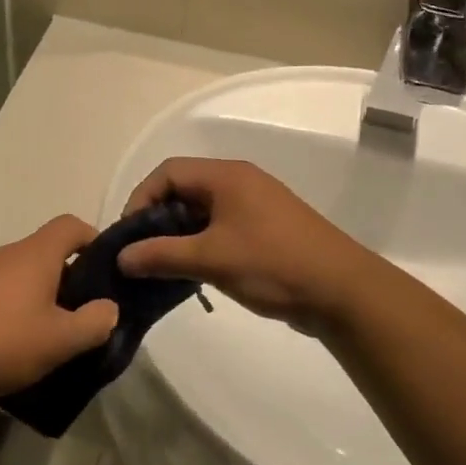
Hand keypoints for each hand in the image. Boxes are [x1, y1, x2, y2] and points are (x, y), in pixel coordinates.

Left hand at [0, 216, 118, 398]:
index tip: (105, 271)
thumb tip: (109, 308)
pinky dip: (14, 306)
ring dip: (40, 294)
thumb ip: (94, 323)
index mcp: (36, 254)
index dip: (93, 240)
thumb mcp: (60, 340)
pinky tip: (13, 340)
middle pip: (47, 251)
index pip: (71, 225)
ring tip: (48, 332)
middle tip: (81, 313)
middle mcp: (8, 253)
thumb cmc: (4, 341)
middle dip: (69, 277)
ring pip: (22, 273)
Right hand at [116, 158, 366, 332]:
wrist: (343, 292)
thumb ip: (161, 255)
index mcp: (226, 176)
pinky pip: (219, 227)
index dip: (140, 199)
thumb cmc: (273, 264)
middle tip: (142, 254)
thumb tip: (121, 258)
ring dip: (177, 235)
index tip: (129, 236)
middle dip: (156, 219)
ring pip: (200, 211)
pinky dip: (199, 244)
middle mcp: (239, 182)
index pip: (167, 172)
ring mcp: (255, 206)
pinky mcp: (265, 230)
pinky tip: (192, 272)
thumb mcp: (210, 259)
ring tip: (162, 267)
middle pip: (182, 189)